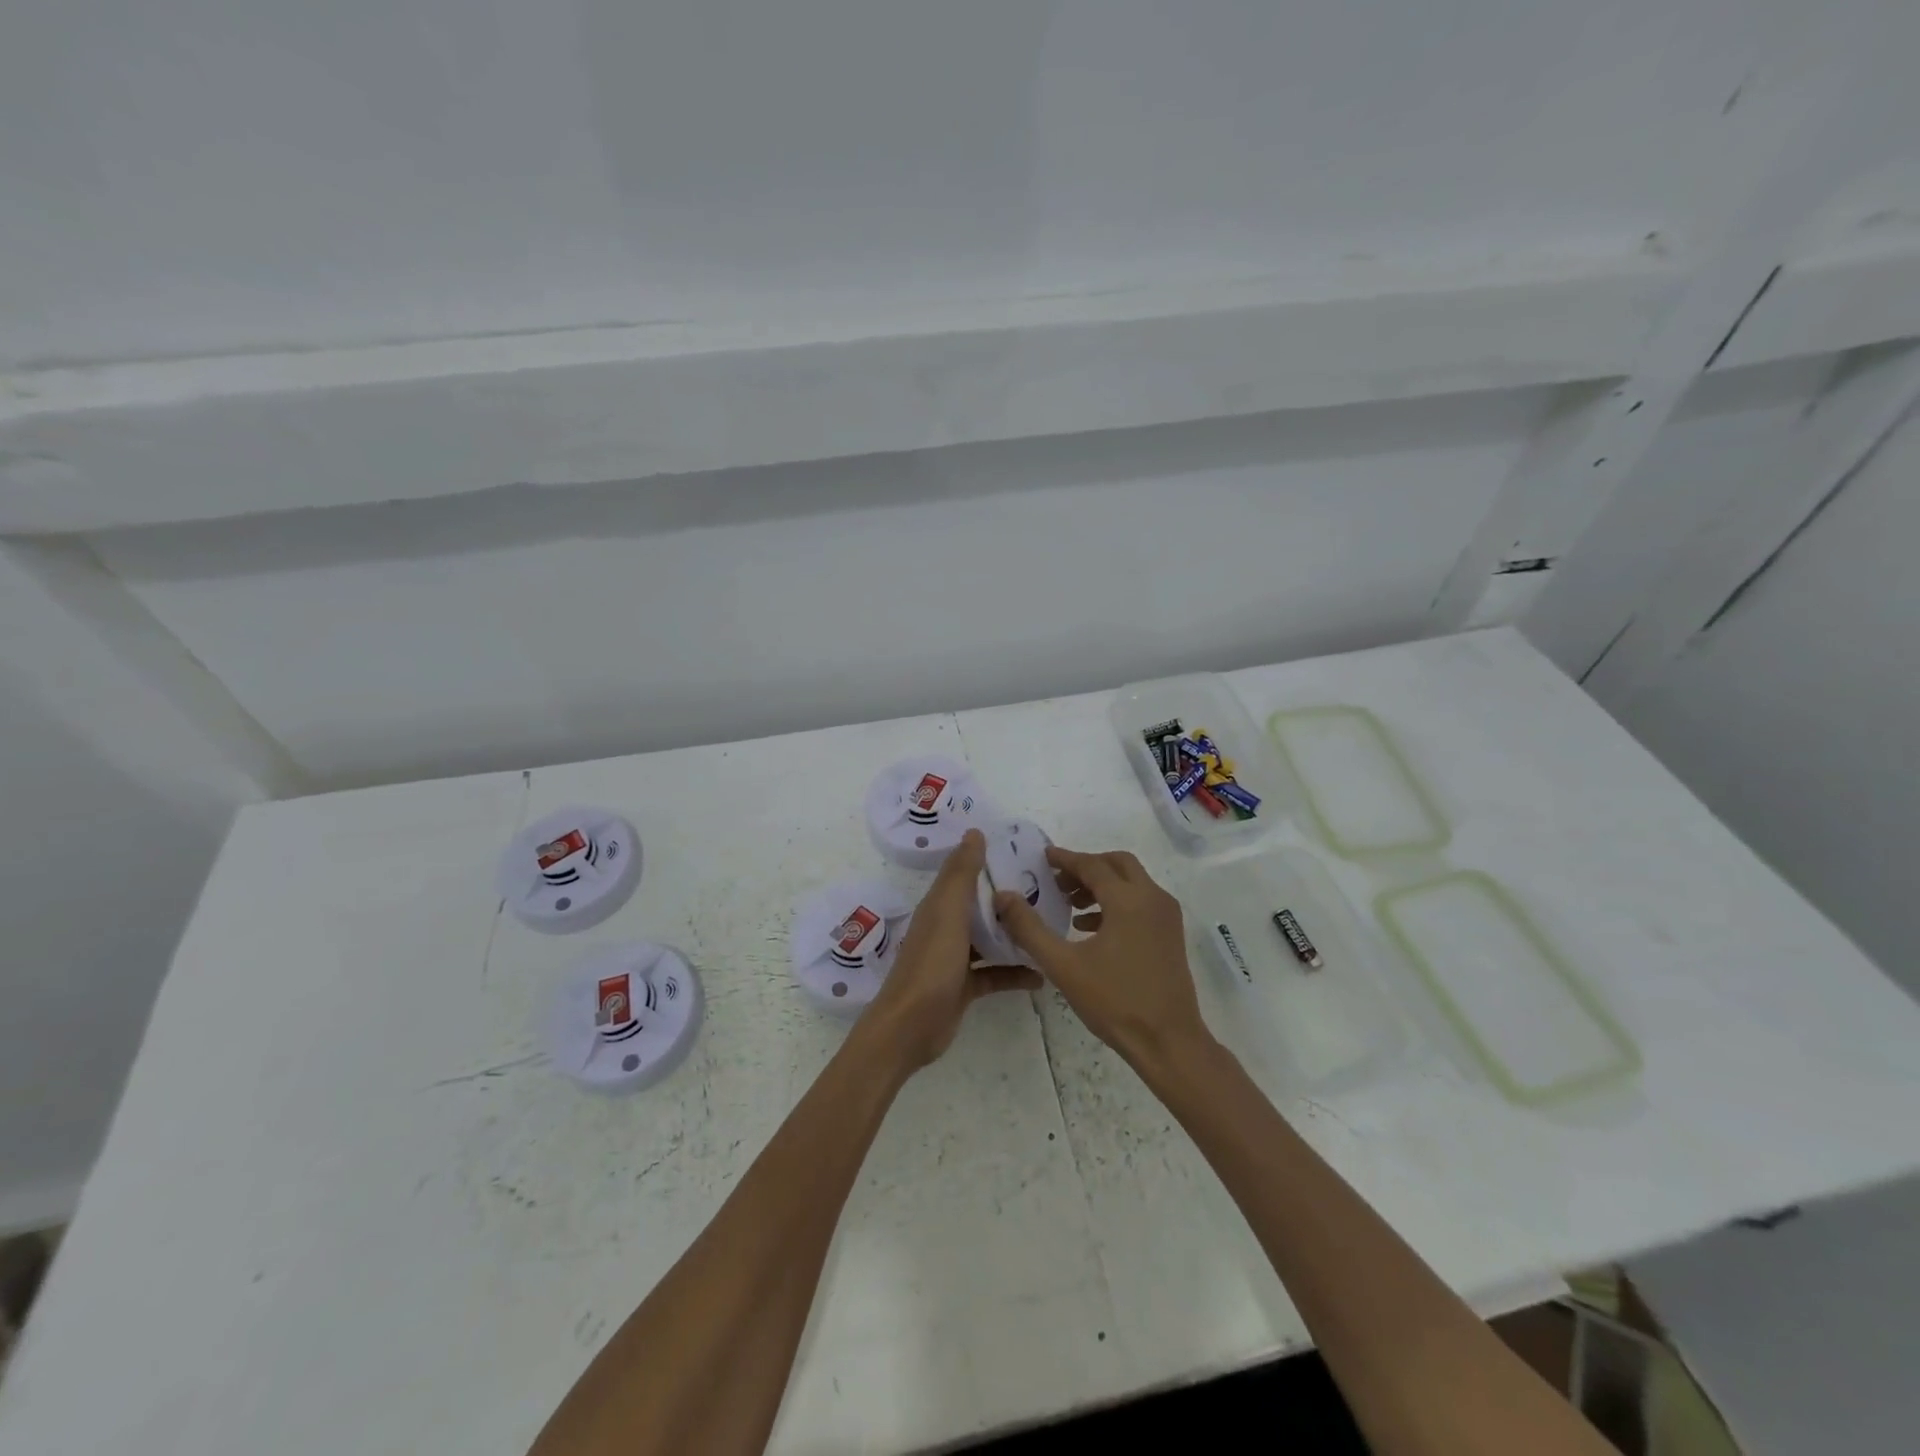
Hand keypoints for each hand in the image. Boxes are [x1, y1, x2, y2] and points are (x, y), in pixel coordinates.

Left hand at [861, 829, 1042, 1070]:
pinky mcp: (964, 987)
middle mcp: (946, 927)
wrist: (910, 1026)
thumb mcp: (948, 912)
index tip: (1024, 852)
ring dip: (1014, 935)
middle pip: (980, 906)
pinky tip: (1042, 975)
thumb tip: (974, 831)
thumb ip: (961, 874)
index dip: (988, 861)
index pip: (965, 874)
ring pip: (989, 939)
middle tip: (1050, 890)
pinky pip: (995, 974)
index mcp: (939, 906)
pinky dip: (1016, 973)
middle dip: (1009, 899)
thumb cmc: (931, 963)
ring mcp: (955, 959)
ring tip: (1050, 928)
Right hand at [993, 846, 1214, 1073]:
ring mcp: (1166, 916)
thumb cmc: (1114, 1001)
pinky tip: (1090, 928)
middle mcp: (1153, 898)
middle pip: (1117, 864)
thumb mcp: (1063, 965)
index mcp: (1128, 900)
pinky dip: (1116, 902)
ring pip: (1132, 882)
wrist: (1168, 1042)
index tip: (1043, 857)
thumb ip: (1029, 928)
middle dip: (1086, 867)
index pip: (1092, 865)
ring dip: (1101, 885)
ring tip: (1070, 905)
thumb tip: (1003, 896)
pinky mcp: (1171, 934)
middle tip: (1058, 881)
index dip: (1065, 859)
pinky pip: (1141, 902)